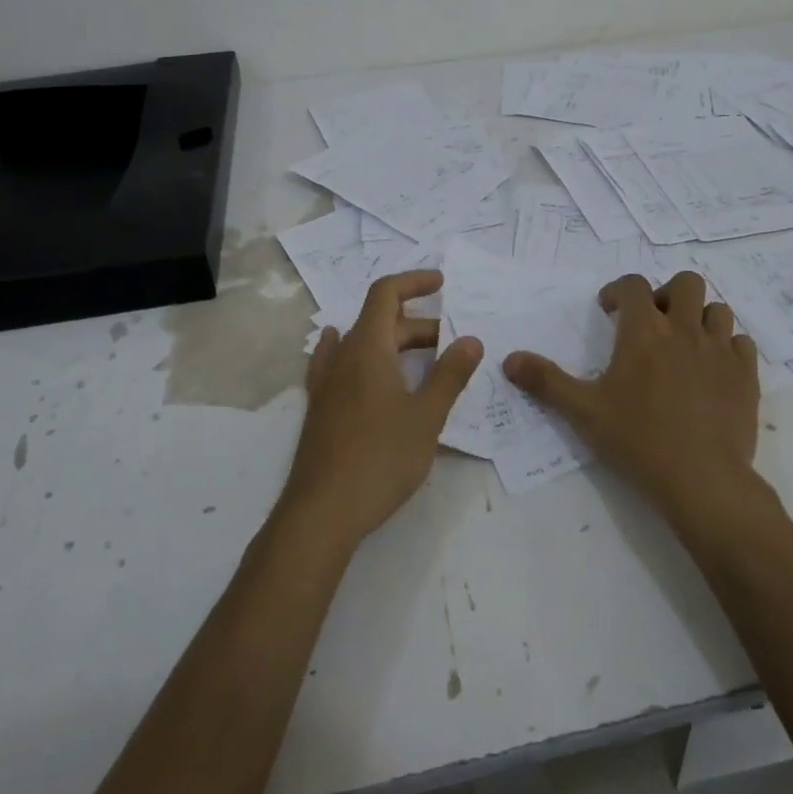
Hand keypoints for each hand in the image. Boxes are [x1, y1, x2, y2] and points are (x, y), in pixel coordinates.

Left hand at [281, 270, 483, 546]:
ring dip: (395, 343)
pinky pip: (341, 365)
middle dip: (419, 325)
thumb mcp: (426, 417)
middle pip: (380, 321)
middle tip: (453, 345)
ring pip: (363, 345)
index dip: (414, 281)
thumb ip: (450, 375)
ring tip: (425, 358)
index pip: (386, 293)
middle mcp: (343, 356)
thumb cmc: (380, 458)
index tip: (442, 284)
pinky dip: (361, 356)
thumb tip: (471, 340)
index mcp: (368, 348)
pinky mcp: (321, 408)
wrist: (321, 512)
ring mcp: (326, 383)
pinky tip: (359, 363)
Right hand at [504, 271, 759, 526]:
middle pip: (686, 283)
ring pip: (718, 309)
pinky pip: (742, 343)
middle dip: (667, 294)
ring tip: (685, 344)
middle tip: (654, 322)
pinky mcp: (746, 376)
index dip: (619, 290)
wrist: (703, 480)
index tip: (609, 309)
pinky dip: (728, 347)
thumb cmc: (638, 439)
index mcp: (644, 332)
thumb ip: (546, 381)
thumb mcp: (583, 411)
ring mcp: (720, 351)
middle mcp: (684, 330)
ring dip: (700, 318)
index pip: (633, 285)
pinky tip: (714, 369)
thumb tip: (508, 360)